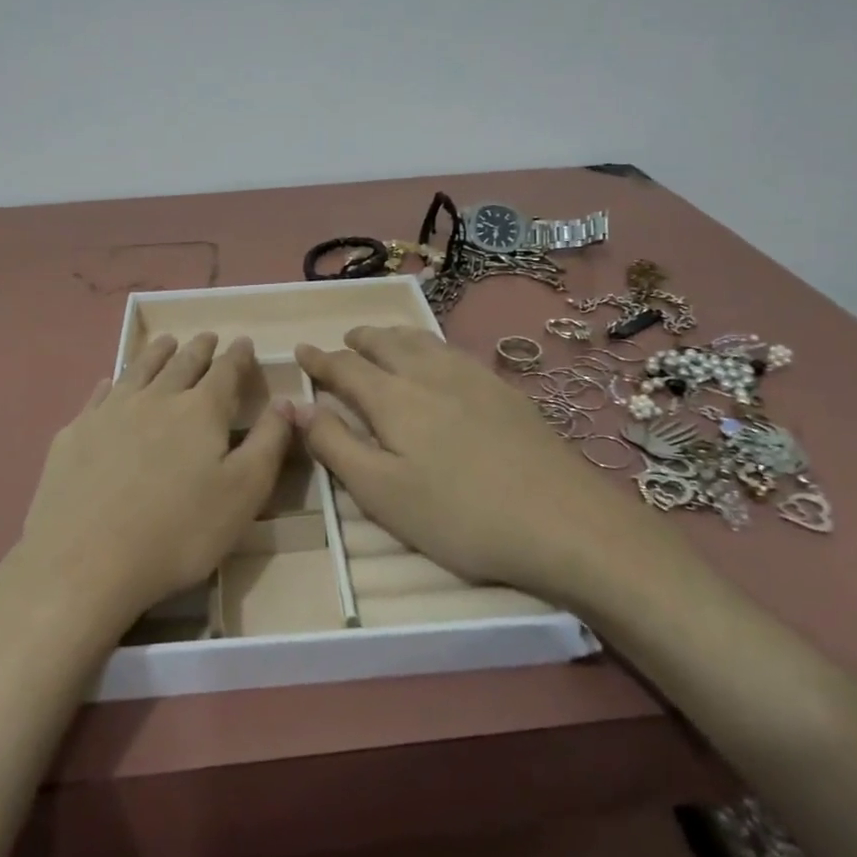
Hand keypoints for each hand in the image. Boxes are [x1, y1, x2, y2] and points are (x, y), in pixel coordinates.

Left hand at [9, 333, 292, 634]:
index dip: (238, 356)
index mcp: (201, 411)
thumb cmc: (178, 533)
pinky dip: (110, 383)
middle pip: (182, 363)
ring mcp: (110, 412)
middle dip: (199, 348)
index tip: (244, 342)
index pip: (225, 371)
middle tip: (207, 337)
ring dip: (156, 353)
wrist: (84, 561)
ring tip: (166, 343)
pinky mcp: (75, 433)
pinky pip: (98, 395)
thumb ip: (268, 443)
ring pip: (139, 370)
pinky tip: (109, 383)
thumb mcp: (243, 494)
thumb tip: (287, 402)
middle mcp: (156, 398)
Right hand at [294, 327, 685, 610]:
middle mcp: (428, 373)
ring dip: (394, 336)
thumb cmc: (458, 515)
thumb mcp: (381, 492)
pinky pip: (453, 350)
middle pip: (385, 343)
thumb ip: (335, 444)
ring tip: (384, 340)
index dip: (319, 359)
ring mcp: (471, 376)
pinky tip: (439, 360)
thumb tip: (295, 405)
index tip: (300, 349)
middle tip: (344, 342)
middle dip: (359, 340)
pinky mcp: (504, 389)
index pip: (345, 367)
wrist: (561, 519)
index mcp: (392, 398)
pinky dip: (430, 345)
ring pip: (422, 341)